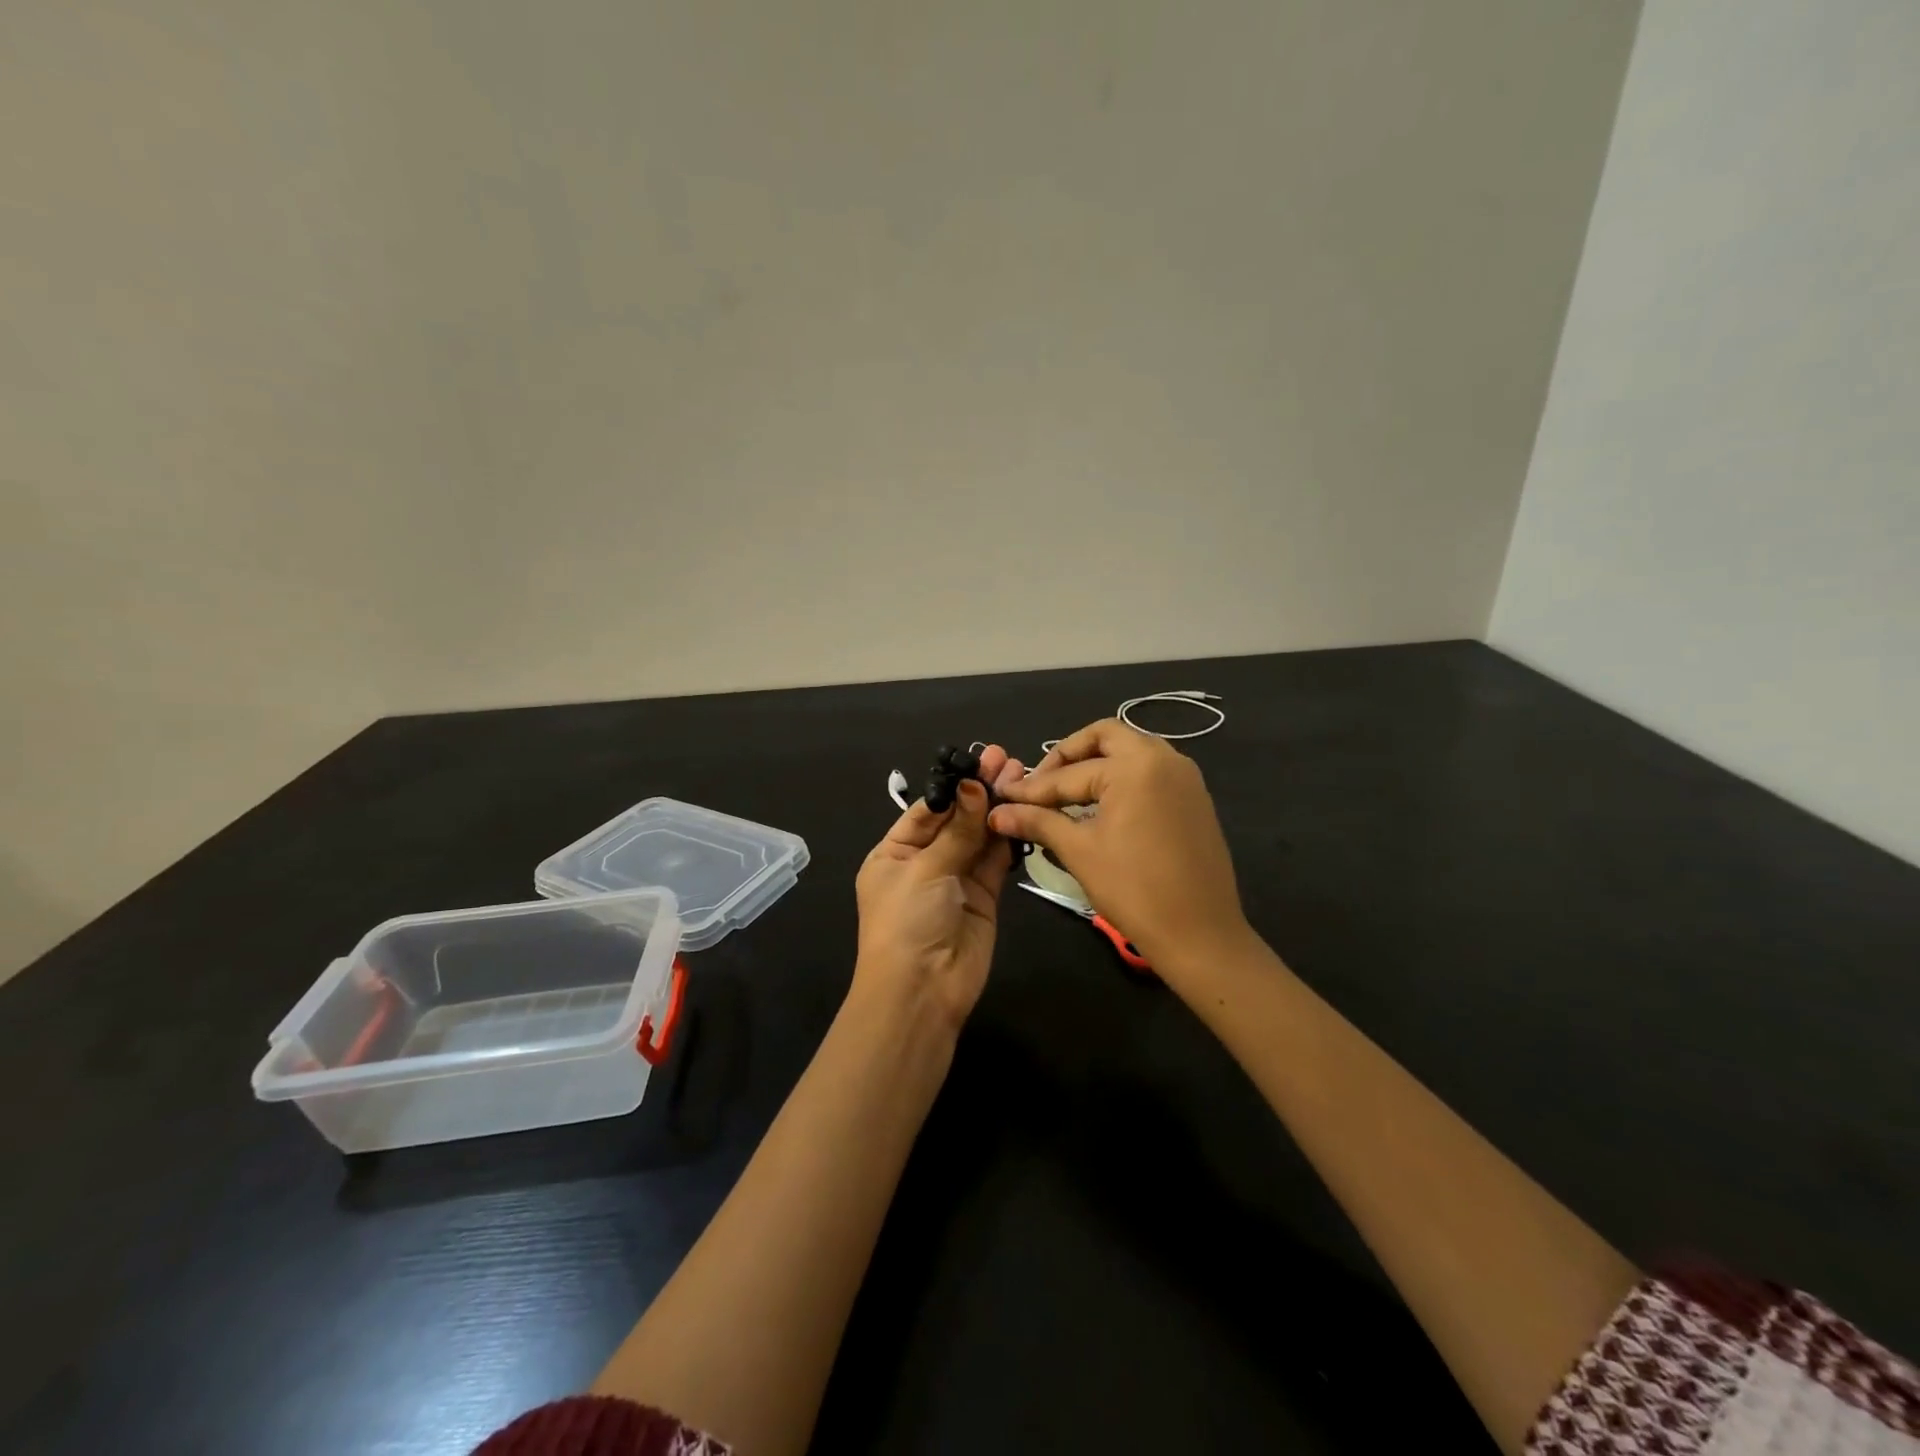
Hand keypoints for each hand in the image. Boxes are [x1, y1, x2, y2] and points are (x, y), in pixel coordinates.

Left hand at [854, 744, 1027, 1029]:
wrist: (922, 993)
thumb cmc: (907, 923)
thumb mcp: (925, 870)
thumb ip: (957, 830)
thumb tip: (975, 784)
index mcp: (893, 853)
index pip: (927, 810)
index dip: (954, 786)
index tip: (980, 758)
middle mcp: (924, 862)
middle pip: (956, 819)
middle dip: (979, 790)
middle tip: (1006, 758)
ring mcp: (955, 879)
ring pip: (979, 836)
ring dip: (997, 807)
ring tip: (1021, 774)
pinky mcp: (984, 896)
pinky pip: (995, 860)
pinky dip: (1008, 836)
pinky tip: (1023, 808)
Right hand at [988, 720, 1249, 978]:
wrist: (1201, 934)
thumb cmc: (1134, 890)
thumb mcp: (1079, 852)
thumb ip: (1037, 822)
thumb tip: (996, 813)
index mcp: (1135, 765)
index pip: (1070, 773)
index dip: (1032, 789)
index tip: (1002, 796)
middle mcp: (1164, 758)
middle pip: (1104, 738)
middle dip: (1067, 756)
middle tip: (1041, 785)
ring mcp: (1184, 776)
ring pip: (1130, 751)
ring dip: (1096, 765)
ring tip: (1065, 796)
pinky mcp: (1194, 798)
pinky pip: (1150, 772)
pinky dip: (1121, 780)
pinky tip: (1100, 808)